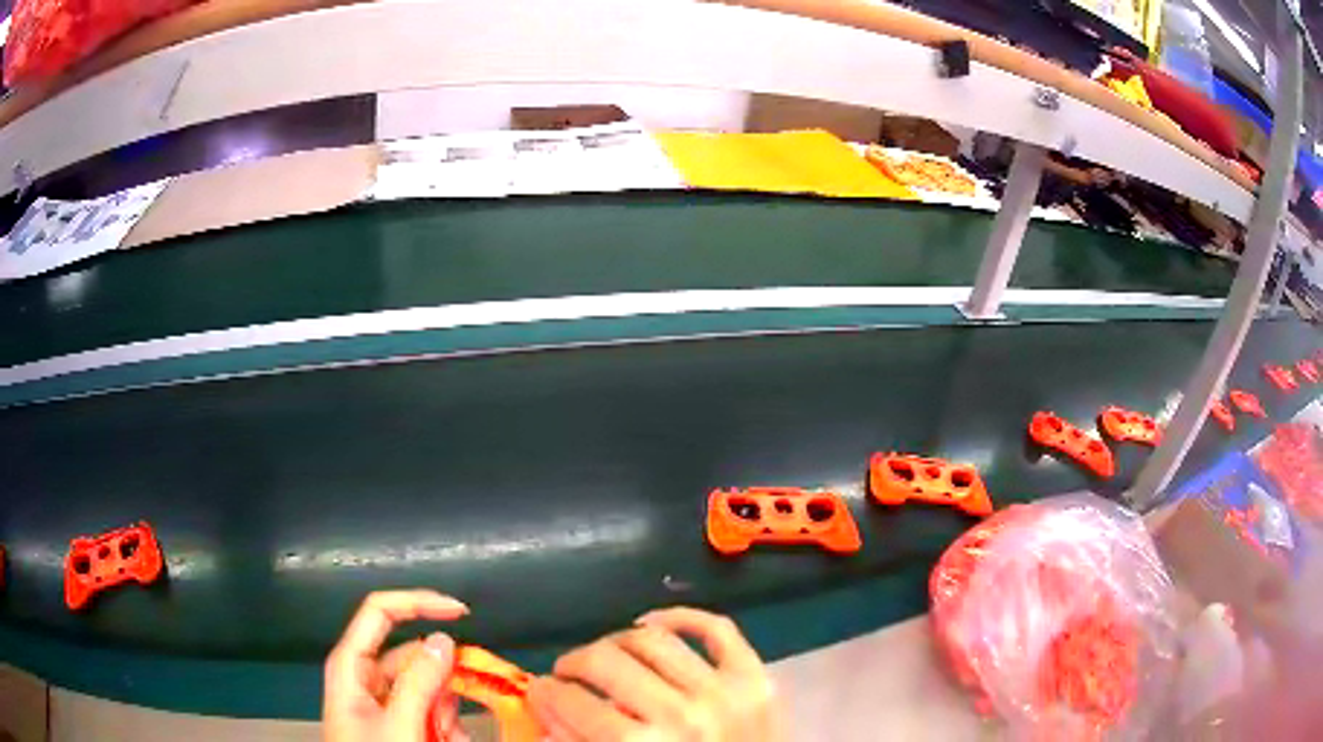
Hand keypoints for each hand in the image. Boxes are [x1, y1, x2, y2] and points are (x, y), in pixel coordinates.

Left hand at [324, 590, 471, 741]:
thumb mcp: (398, 726)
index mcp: (352, 666)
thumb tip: (444, 639)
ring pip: (430, 688)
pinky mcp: (400, 722)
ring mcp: (385, 702)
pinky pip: (432, 711)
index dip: (417, 602)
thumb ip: (419, 683)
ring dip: (446, 714)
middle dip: (441, 686)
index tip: (461, 612)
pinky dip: (446, 727)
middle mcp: (367, 678)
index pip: (380, 612)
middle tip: (445, 721)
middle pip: (414, 657)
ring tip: (441, 740)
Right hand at [529, 607, 783, 740]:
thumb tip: (544, 709)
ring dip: (617, 640)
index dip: (545, 692)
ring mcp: (723, 692)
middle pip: (605, 660)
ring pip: (652, 639)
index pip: (572, 701)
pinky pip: (717, 629)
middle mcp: (680, 714)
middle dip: (573, 662)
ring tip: (605, 654)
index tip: (538, 688)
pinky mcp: (755, 678)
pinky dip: (683, 616)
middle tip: (566, 672)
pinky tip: (652, 623)